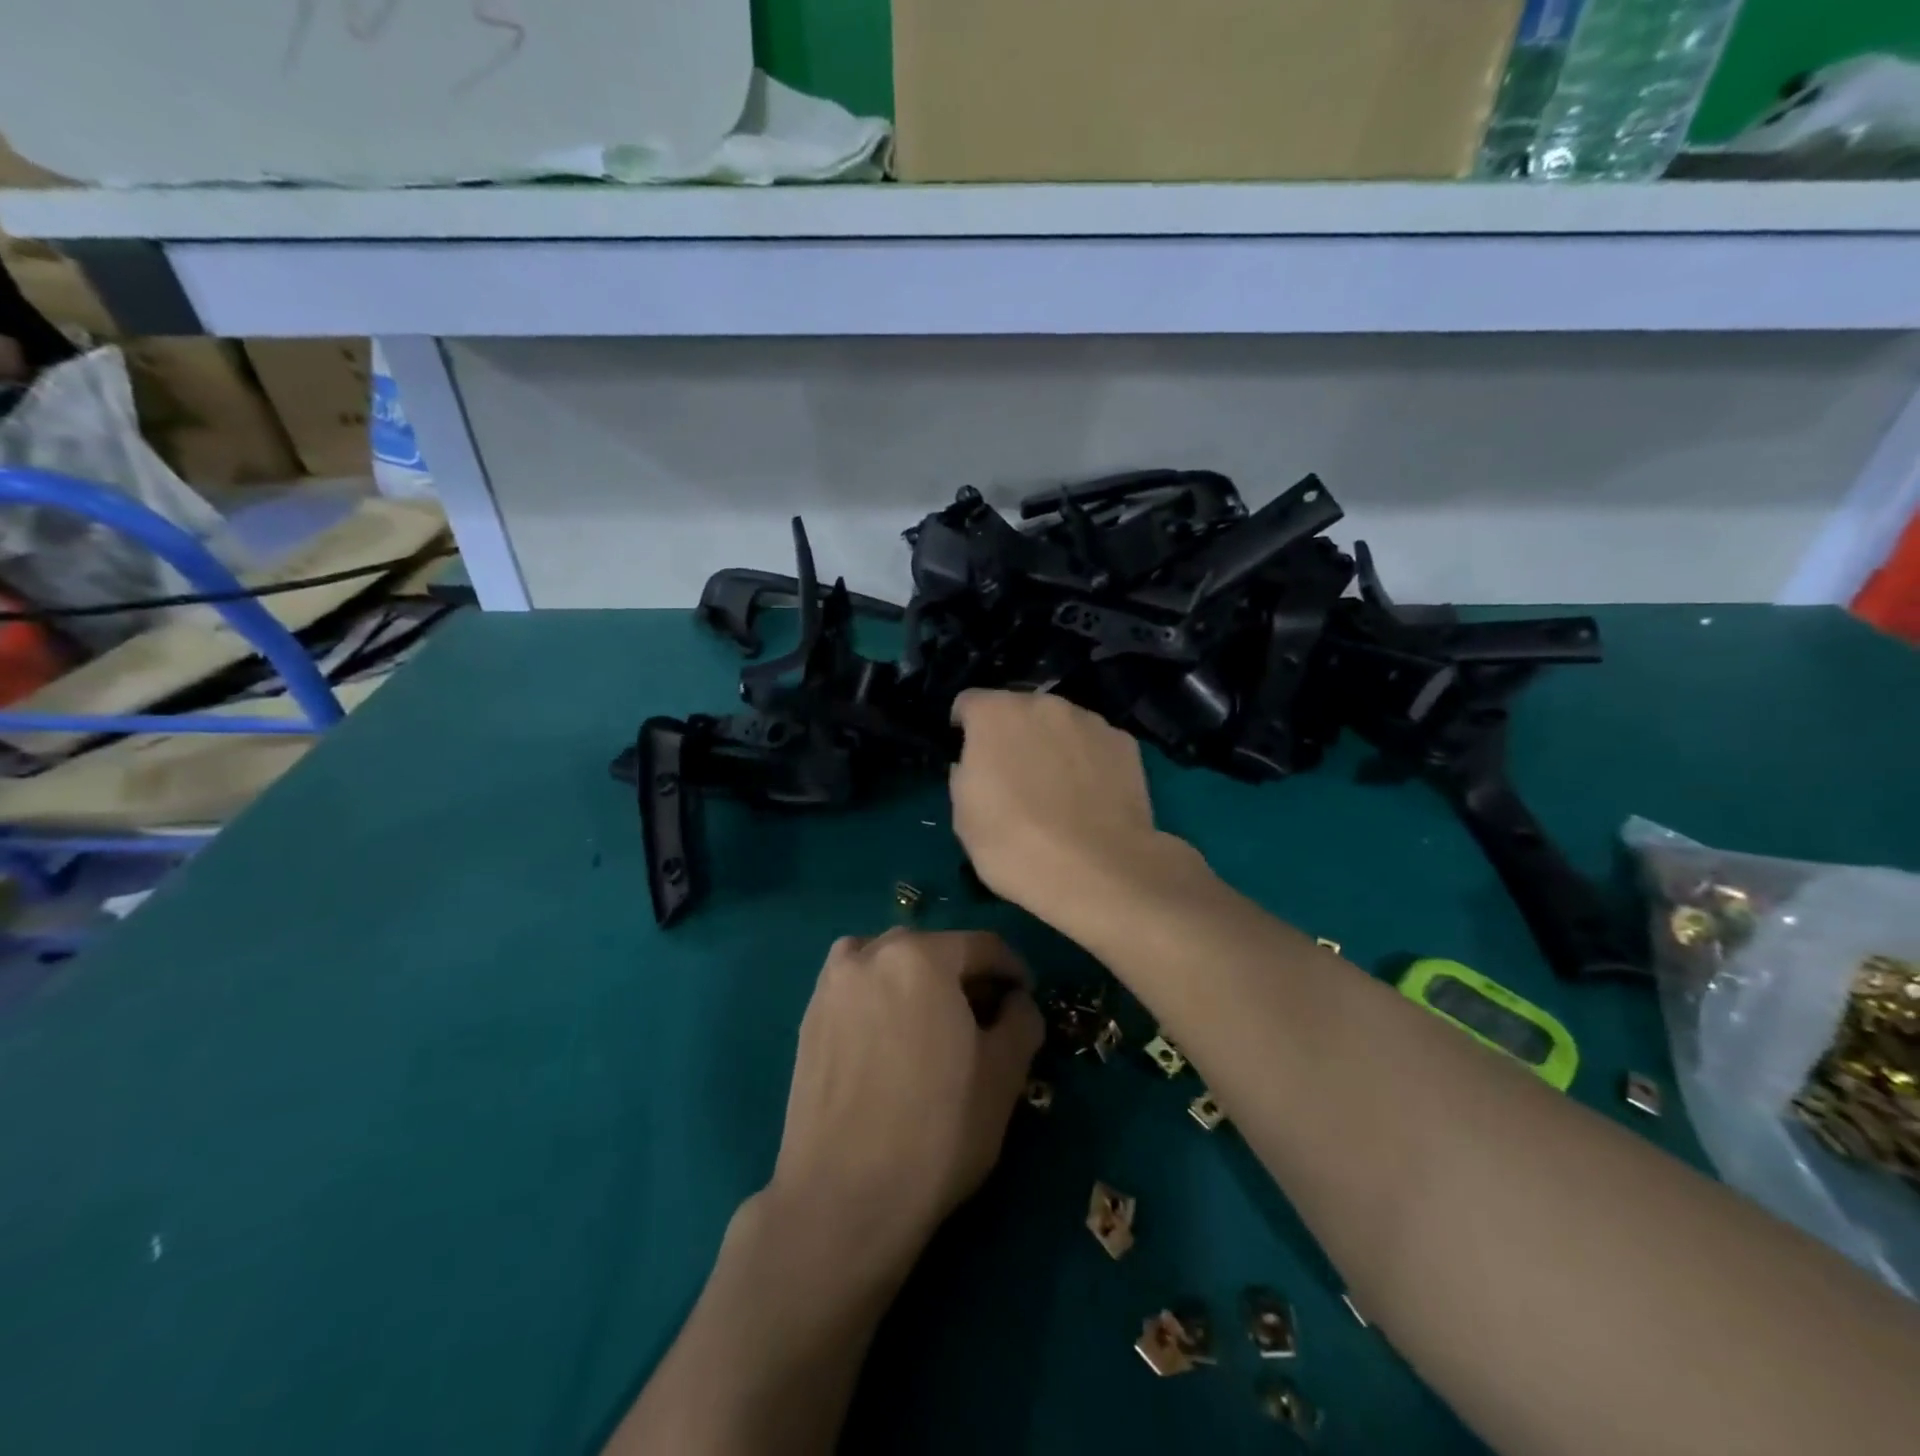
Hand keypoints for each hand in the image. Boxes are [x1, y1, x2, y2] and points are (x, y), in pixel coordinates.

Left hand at [764, 929, 1043, 1282]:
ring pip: (889, 963)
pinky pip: (857, 987)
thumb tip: (1017, 1001)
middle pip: (933, 950)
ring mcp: (832, 984)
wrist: (842, 1198)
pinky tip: (891, 1039)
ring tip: (934, 1025)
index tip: (1026, 999)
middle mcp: (870, 953)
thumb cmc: (937, 1131)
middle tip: (985, 1018)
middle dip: (965, 976)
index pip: (982, 946)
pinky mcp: (809, 1018)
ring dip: (919, 981)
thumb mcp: (1004, 1076)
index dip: (1013, 970)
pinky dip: (881, 996)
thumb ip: (1022, 1020)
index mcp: (921, 956)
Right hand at [950, 689, 1190, 929]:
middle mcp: (1044, 704)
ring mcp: (1090, 721)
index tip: (968, 758)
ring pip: (1059, 725)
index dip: (964, 729)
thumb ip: (964, 775)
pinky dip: (1087, 761)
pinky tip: (1090, 798)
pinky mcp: (1125, 743)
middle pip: (1018, 710)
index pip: (968, 704)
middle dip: (1012, 735)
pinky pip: (1093, 745)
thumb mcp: (964, 817)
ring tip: (1058, 791)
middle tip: (1014, 778)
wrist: (1098, 870)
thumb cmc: (1015, 844)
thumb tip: (974, 765)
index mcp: (995, 714)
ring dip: (1051, 745)